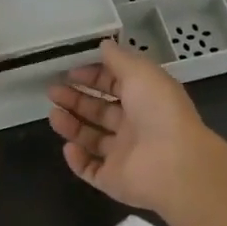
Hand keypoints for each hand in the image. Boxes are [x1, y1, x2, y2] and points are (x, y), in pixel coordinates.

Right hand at [47, 36, 226, 213]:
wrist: (174, 164)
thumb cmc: (158, 110)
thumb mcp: (140, 72)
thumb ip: (119, 58)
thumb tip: (104, 44)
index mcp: (145, 99)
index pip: (115, 85)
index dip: (93, 77)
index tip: (69, 71)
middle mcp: (135, 126)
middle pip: (101, 111)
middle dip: (76, 99)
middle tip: (52, 91)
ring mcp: (125, 155)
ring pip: (92, 139)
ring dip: (72, 126)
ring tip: (53, 114)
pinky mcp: (114, 180)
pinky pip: (91, 169)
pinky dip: (78, 160)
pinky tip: (68, 147)